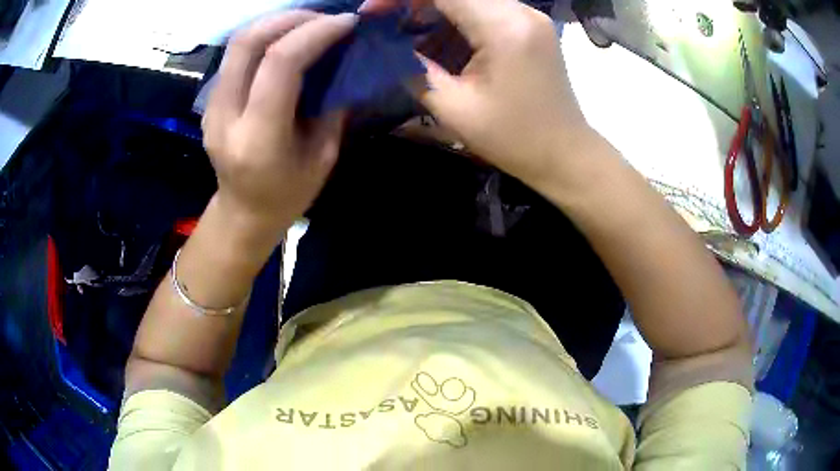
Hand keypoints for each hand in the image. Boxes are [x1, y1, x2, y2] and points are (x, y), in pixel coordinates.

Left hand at [202, 11, 357, 230]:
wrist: (243, 213)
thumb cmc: (288, 195)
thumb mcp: (323, 157)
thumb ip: (330, 105)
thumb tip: (341, 59)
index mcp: (257, 138)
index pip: (278, 63)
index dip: (314, 33)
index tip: (346, 23)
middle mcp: (226, 117)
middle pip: (248, 42)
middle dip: (291, 18)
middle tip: (325, 18)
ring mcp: (211, 107)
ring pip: (237, 42)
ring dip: (276, 22)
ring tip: (308, 24)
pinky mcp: (210, 101)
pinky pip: (235, 54)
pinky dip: (264, 37)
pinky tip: (286, 40)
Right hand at [366, 0, 592, 189]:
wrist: (565, 154)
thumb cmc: (513, 139)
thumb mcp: (453, 107)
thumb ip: (413, 68)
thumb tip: (386, 45)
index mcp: (504, 27)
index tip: (371, 13)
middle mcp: (521, 11)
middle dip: (415, 3)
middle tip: (387, 25)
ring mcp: (530, 16)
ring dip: (434, 11)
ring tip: (411, 39)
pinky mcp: (531, 26)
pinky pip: (485, 9)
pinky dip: (457, 20)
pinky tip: (441, 44)